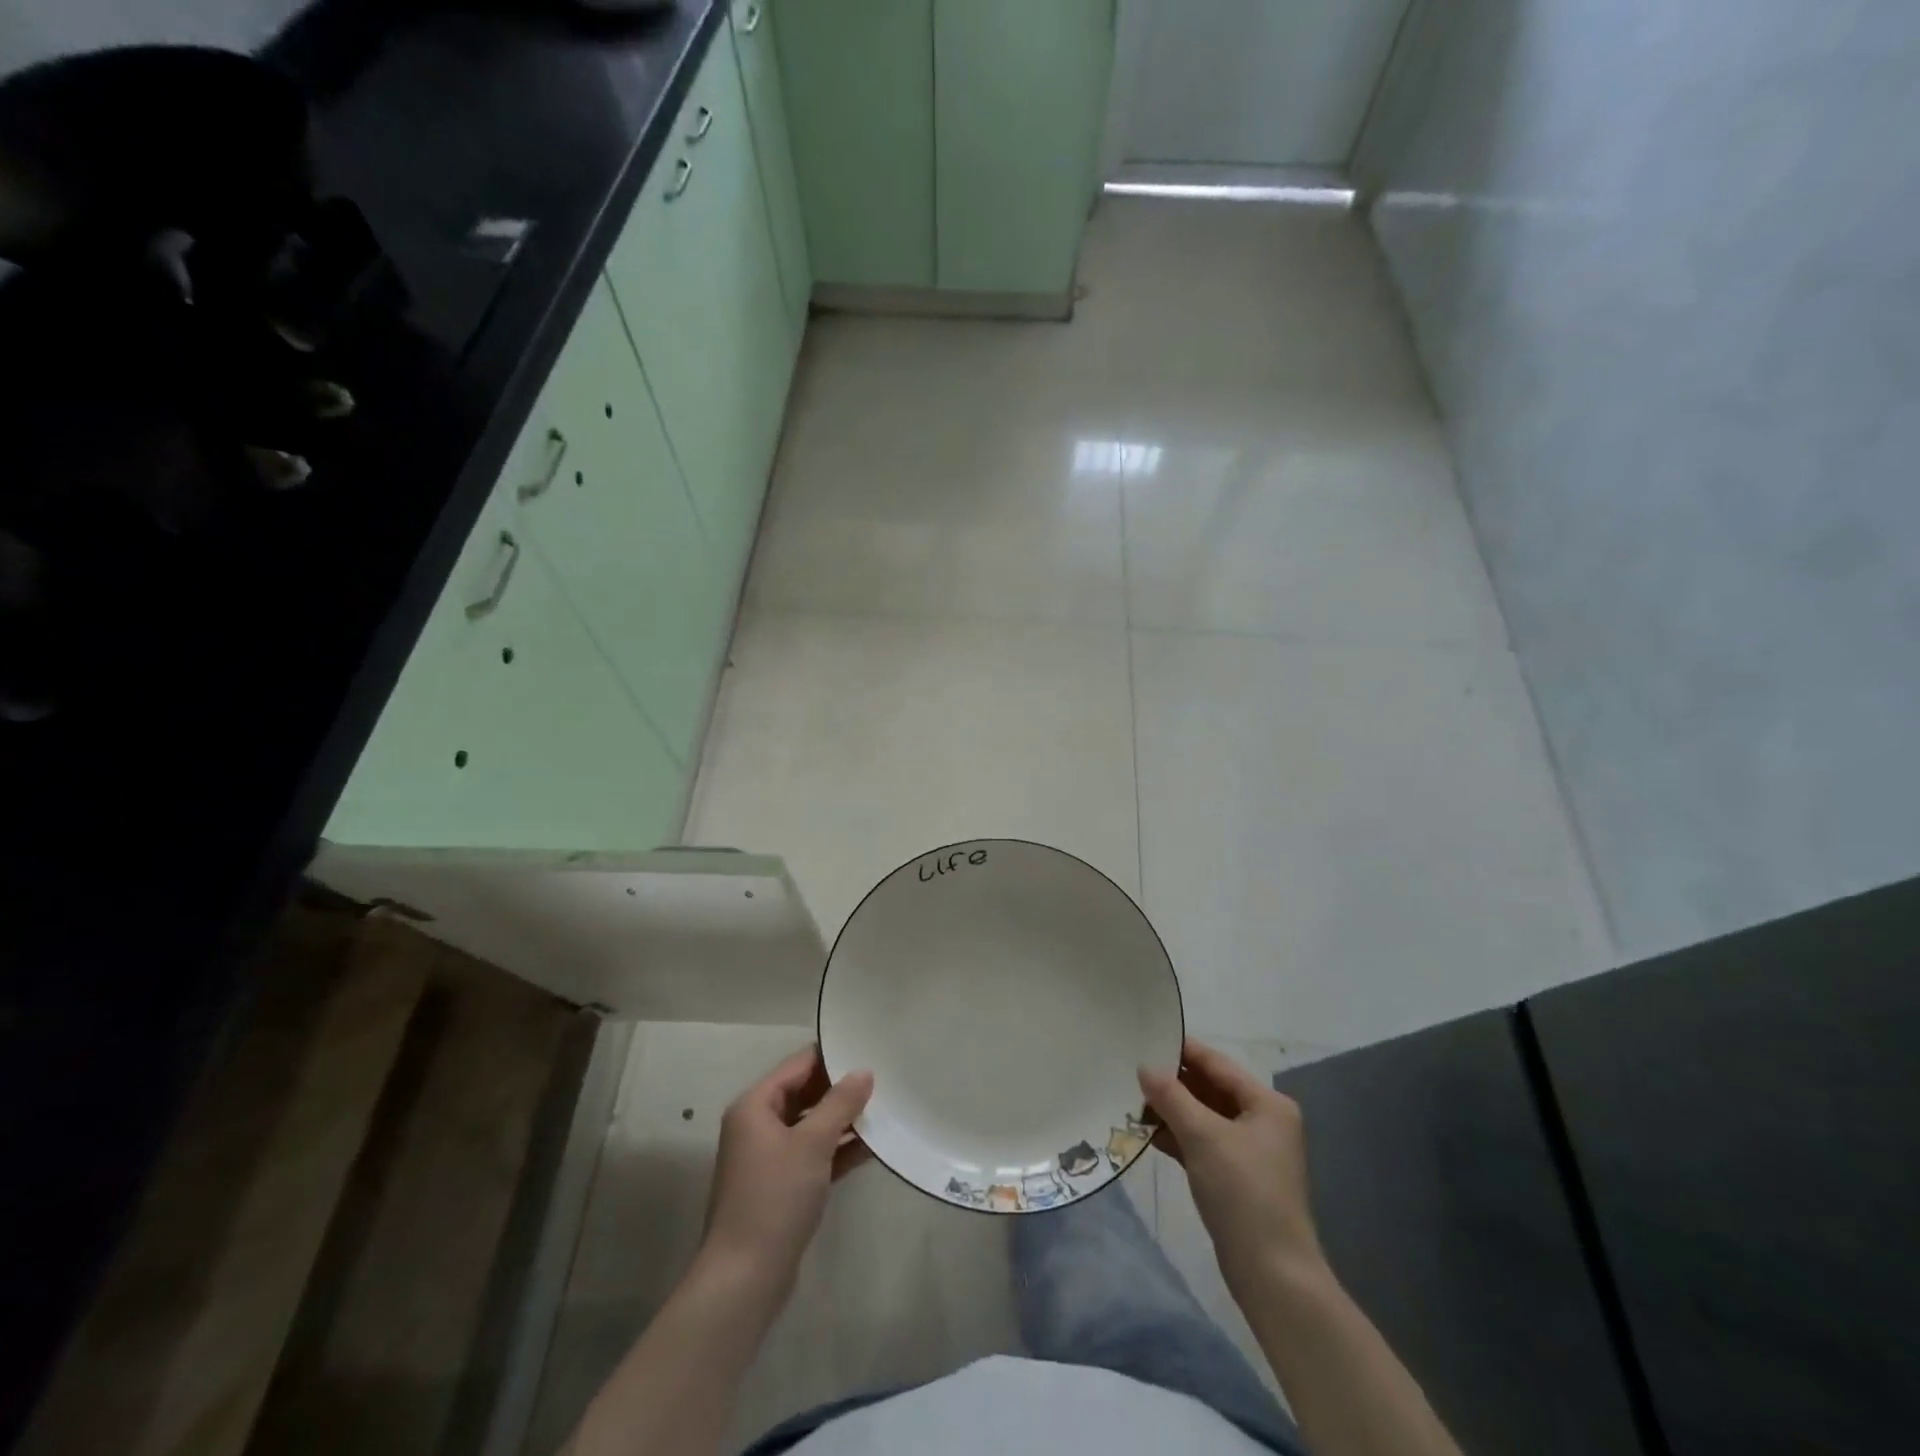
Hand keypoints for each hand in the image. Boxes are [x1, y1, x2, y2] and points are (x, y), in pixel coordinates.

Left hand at [700, 1046, 873, 1296]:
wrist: (745, 1279)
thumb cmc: (775, 1198)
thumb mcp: (812, 1144)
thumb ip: (840, 1103)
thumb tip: (864, 1072)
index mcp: (756, 1105)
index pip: (798, 1065)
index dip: (832, 1056)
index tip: (868, 1048)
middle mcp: (759, 1125)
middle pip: (806, 1093)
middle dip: (842, 1088)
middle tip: (883, 1078)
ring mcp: (770, 1157)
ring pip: (812, 1125)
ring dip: (844, 1119)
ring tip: (886, 1108)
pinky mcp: (783, 1185)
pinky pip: (815, 1154)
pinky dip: (840, 1149)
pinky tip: (874, 1146)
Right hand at [1139, 1037, 1324, 1296]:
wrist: (1273, 1275)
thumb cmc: (1243, 1193)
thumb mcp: (1203, 1137)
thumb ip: (1171, 1096)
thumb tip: (1144, 1067)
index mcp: (1266, 1103)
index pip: (1216, 1063)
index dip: (1181, 1050)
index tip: (1144, 1036)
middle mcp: (1262, 1120)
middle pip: (1209, 1088)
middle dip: (1171, 1081)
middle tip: (1130, 1069)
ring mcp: (1249, 1150)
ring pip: (1202, 1116)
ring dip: (1170, 1109)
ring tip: (1129, 1098)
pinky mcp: (1234, 1175)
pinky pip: (1200, 1142)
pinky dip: (1176, 1135)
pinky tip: (1144, 1131)